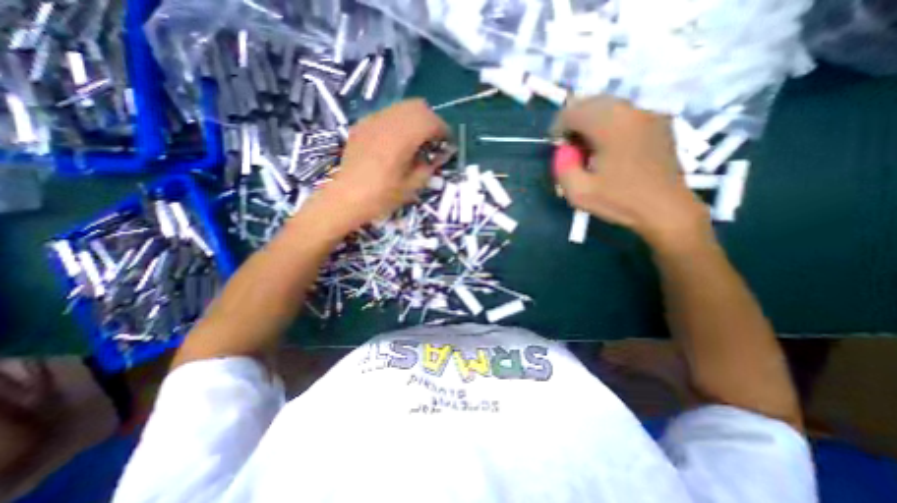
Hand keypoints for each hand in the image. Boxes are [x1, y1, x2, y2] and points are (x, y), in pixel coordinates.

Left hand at [315, 98, 451, 230]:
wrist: (346, 198)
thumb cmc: (381, 197)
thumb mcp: (411, 187)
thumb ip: (428, 167)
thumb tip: (440, 155)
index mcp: (401, 139)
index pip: (430, 121)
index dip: (443, 130)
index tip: (447, 143)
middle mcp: (387, 123)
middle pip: (417, 106)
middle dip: (431, 121)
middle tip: (434, 140)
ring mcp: (372, 121)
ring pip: (401, 107)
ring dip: (415, 119)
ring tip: (417, 140)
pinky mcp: (362, 125)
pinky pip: (387, 114)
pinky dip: (399, 122)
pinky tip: (397, 141)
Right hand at [555, 94, 707, 247]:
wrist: (665, 208)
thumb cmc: (620, 201)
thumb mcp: (579, 193)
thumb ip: (562, 168)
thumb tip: (563, 151)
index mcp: (611, 127)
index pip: (574, 112)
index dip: (558, 127)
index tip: (556, 146)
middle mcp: (631, 112)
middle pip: (592, 102)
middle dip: (574, 121)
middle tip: (570, 145)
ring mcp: (648, 114)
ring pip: (609, 105)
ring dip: (591, 121)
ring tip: (587, 146)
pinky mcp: (659, 122)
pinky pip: (625, 112)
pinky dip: (609, 123)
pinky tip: (608, 146)